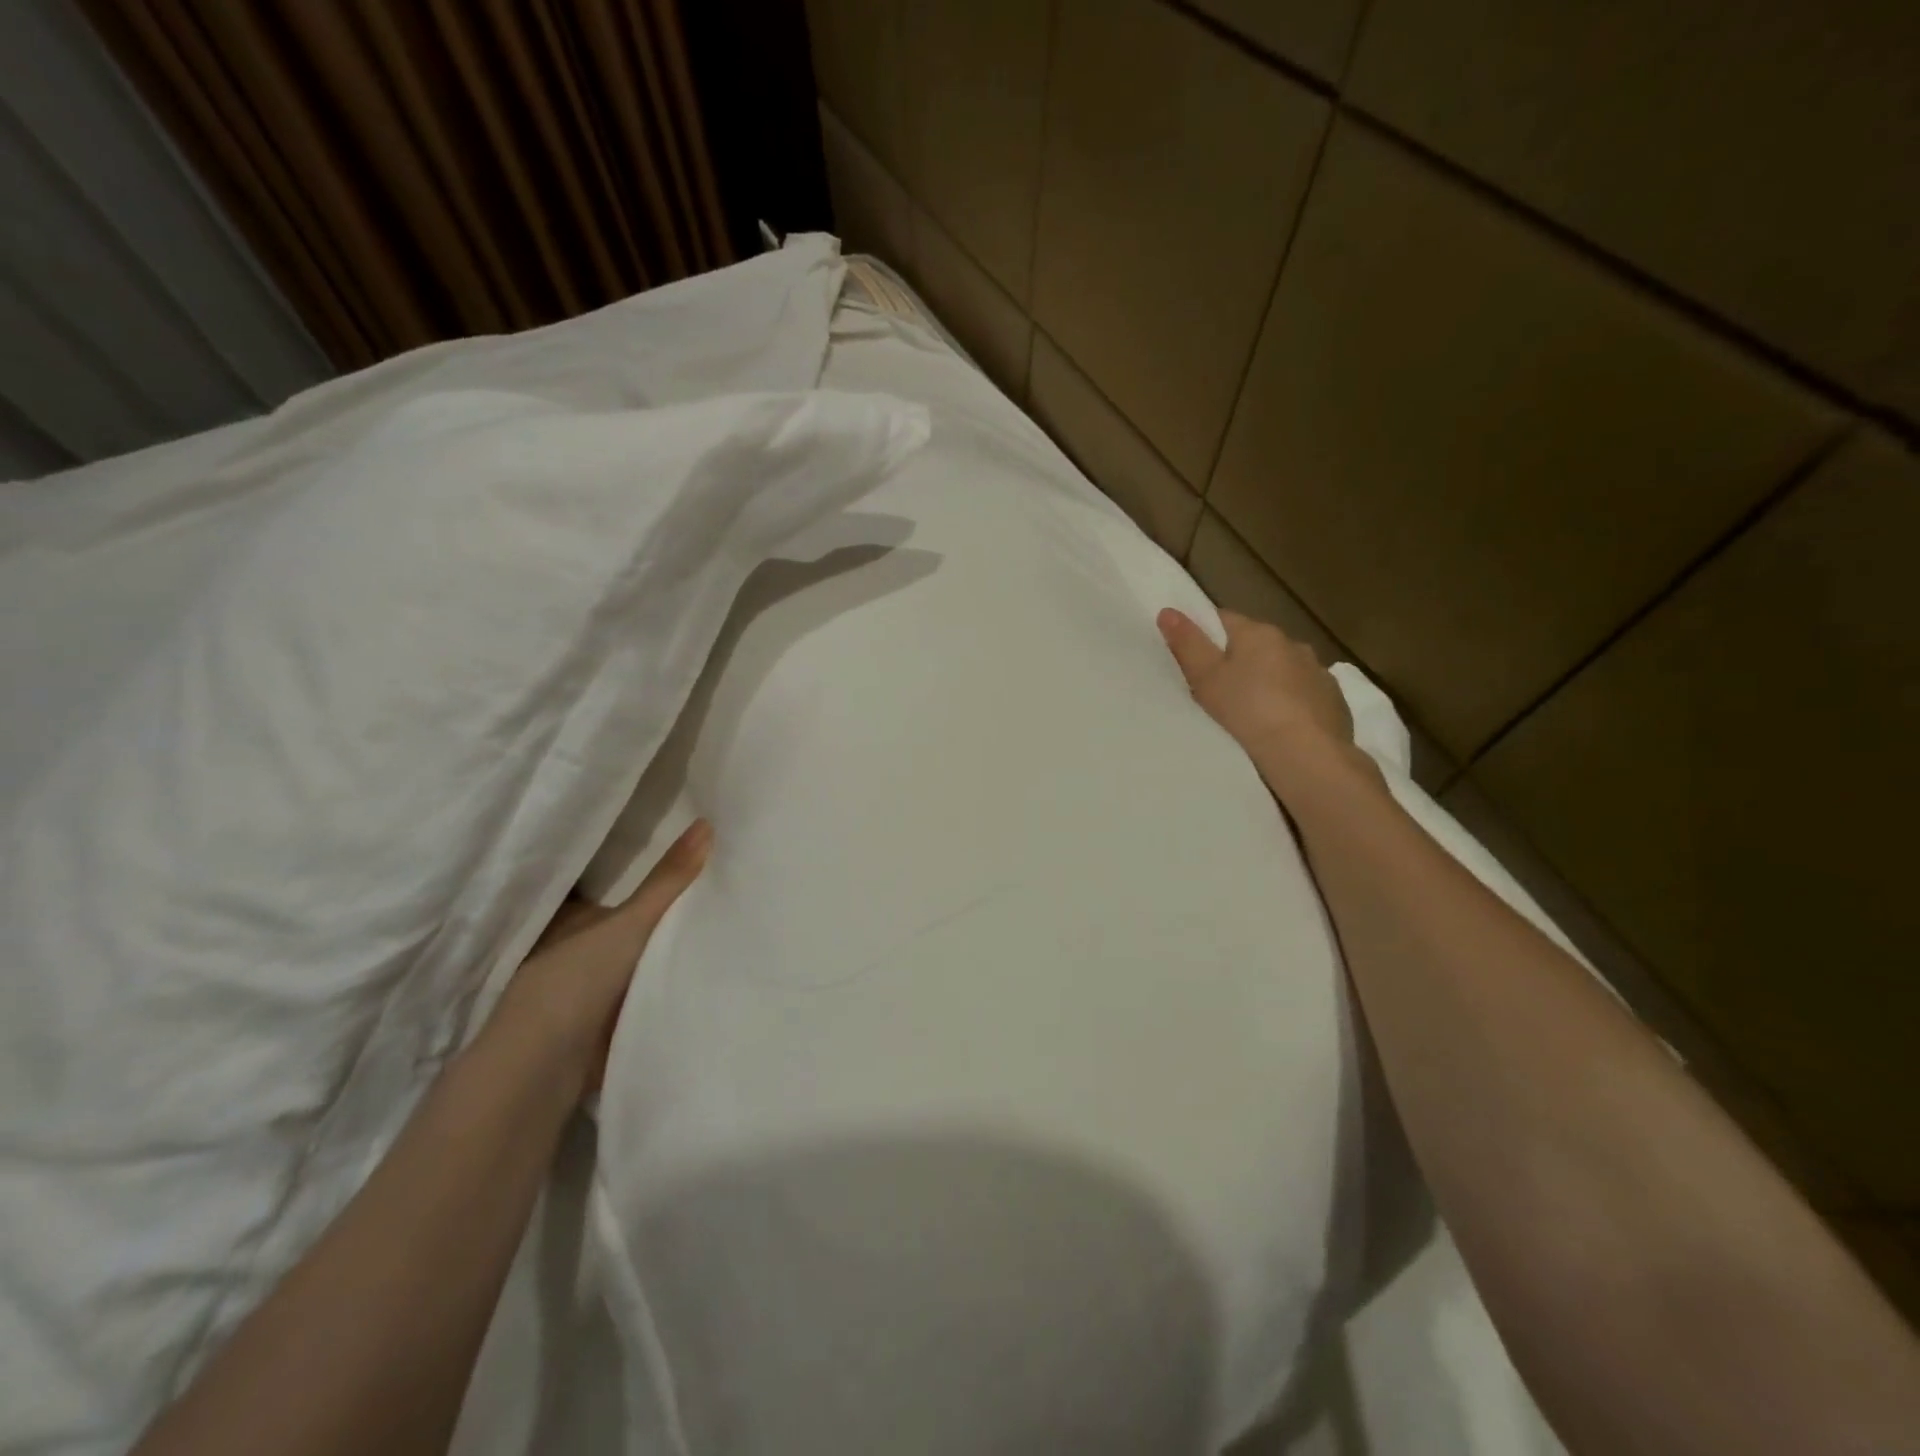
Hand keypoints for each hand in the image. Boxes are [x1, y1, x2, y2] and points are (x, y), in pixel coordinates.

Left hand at [494, 819, 711, 1098]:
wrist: (545, 1068)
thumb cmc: (576, 979)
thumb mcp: (630, 921)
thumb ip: (668, 880)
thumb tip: (707, 821)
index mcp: (572, 916)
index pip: (606, 883)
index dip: (635, 868)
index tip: (675, 849)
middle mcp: (575, 946)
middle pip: (625, 920)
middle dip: (657, 910)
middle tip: (711, 880)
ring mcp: (588, 985)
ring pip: (634, 956)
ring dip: (662, 949)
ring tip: (717, 919)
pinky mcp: (603, 1020)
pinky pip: (643, 990)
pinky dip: (663, 982)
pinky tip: (699, 969)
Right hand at [1157, 608, 1361, 786]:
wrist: (1305, 754)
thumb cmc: (1248, 711)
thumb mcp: (1206, 679)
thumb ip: (1187, 644)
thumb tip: (1168, 611)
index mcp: (1259, 633)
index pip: (1225, 619)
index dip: (1206, 635)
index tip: (1196, 659)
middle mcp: (1292, 643)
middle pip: (1256, 645)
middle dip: (1240, 661)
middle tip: (1220, 691)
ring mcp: (1318, 671)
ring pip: (1283, 669)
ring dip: (1269, 681)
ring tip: (1253, 712)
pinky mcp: (1334, 699)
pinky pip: (1305, 694)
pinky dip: (1293, 703)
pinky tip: (1282, 726)